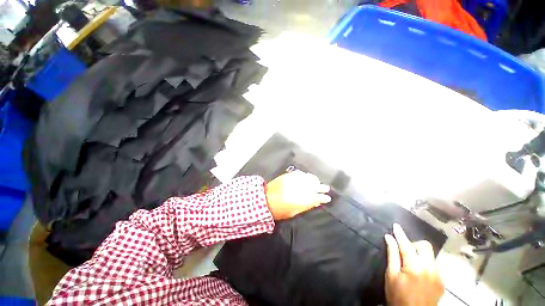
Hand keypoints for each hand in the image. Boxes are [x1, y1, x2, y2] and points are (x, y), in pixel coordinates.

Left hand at [266, 171, 330, 219]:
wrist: (265, 199)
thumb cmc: (280, 210)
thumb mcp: (295, 212)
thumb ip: (306, 206)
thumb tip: (316, 202)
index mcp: (304, 198)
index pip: (318, 197)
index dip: (324, 197)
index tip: (328, 198)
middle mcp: (302, 187)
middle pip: (316, 185)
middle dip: (322, 187)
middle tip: (326, 188)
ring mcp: (296, 179)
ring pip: (309, 177)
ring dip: (314, 180)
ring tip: (317, 182)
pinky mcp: (289, 175)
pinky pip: (300, 174)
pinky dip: (305, 176)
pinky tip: (306, 177)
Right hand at [384, 224, 444, 305]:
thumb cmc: (397, 296)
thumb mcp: (391, 275)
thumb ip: (392, 255)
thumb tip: (389, 238)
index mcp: (415, 268)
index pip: (407, 245)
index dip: (400, 234)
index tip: (395, 226)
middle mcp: (430, 269)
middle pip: (425, 246)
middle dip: (413, 244)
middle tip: (404, 252)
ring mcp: (438, 276)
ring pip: (430, 255)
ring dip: (419, 254)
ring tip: (410, 264)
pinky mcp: (442, 282)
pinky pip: (434, 265)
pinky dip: (425, 263)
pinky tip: (418, 273)